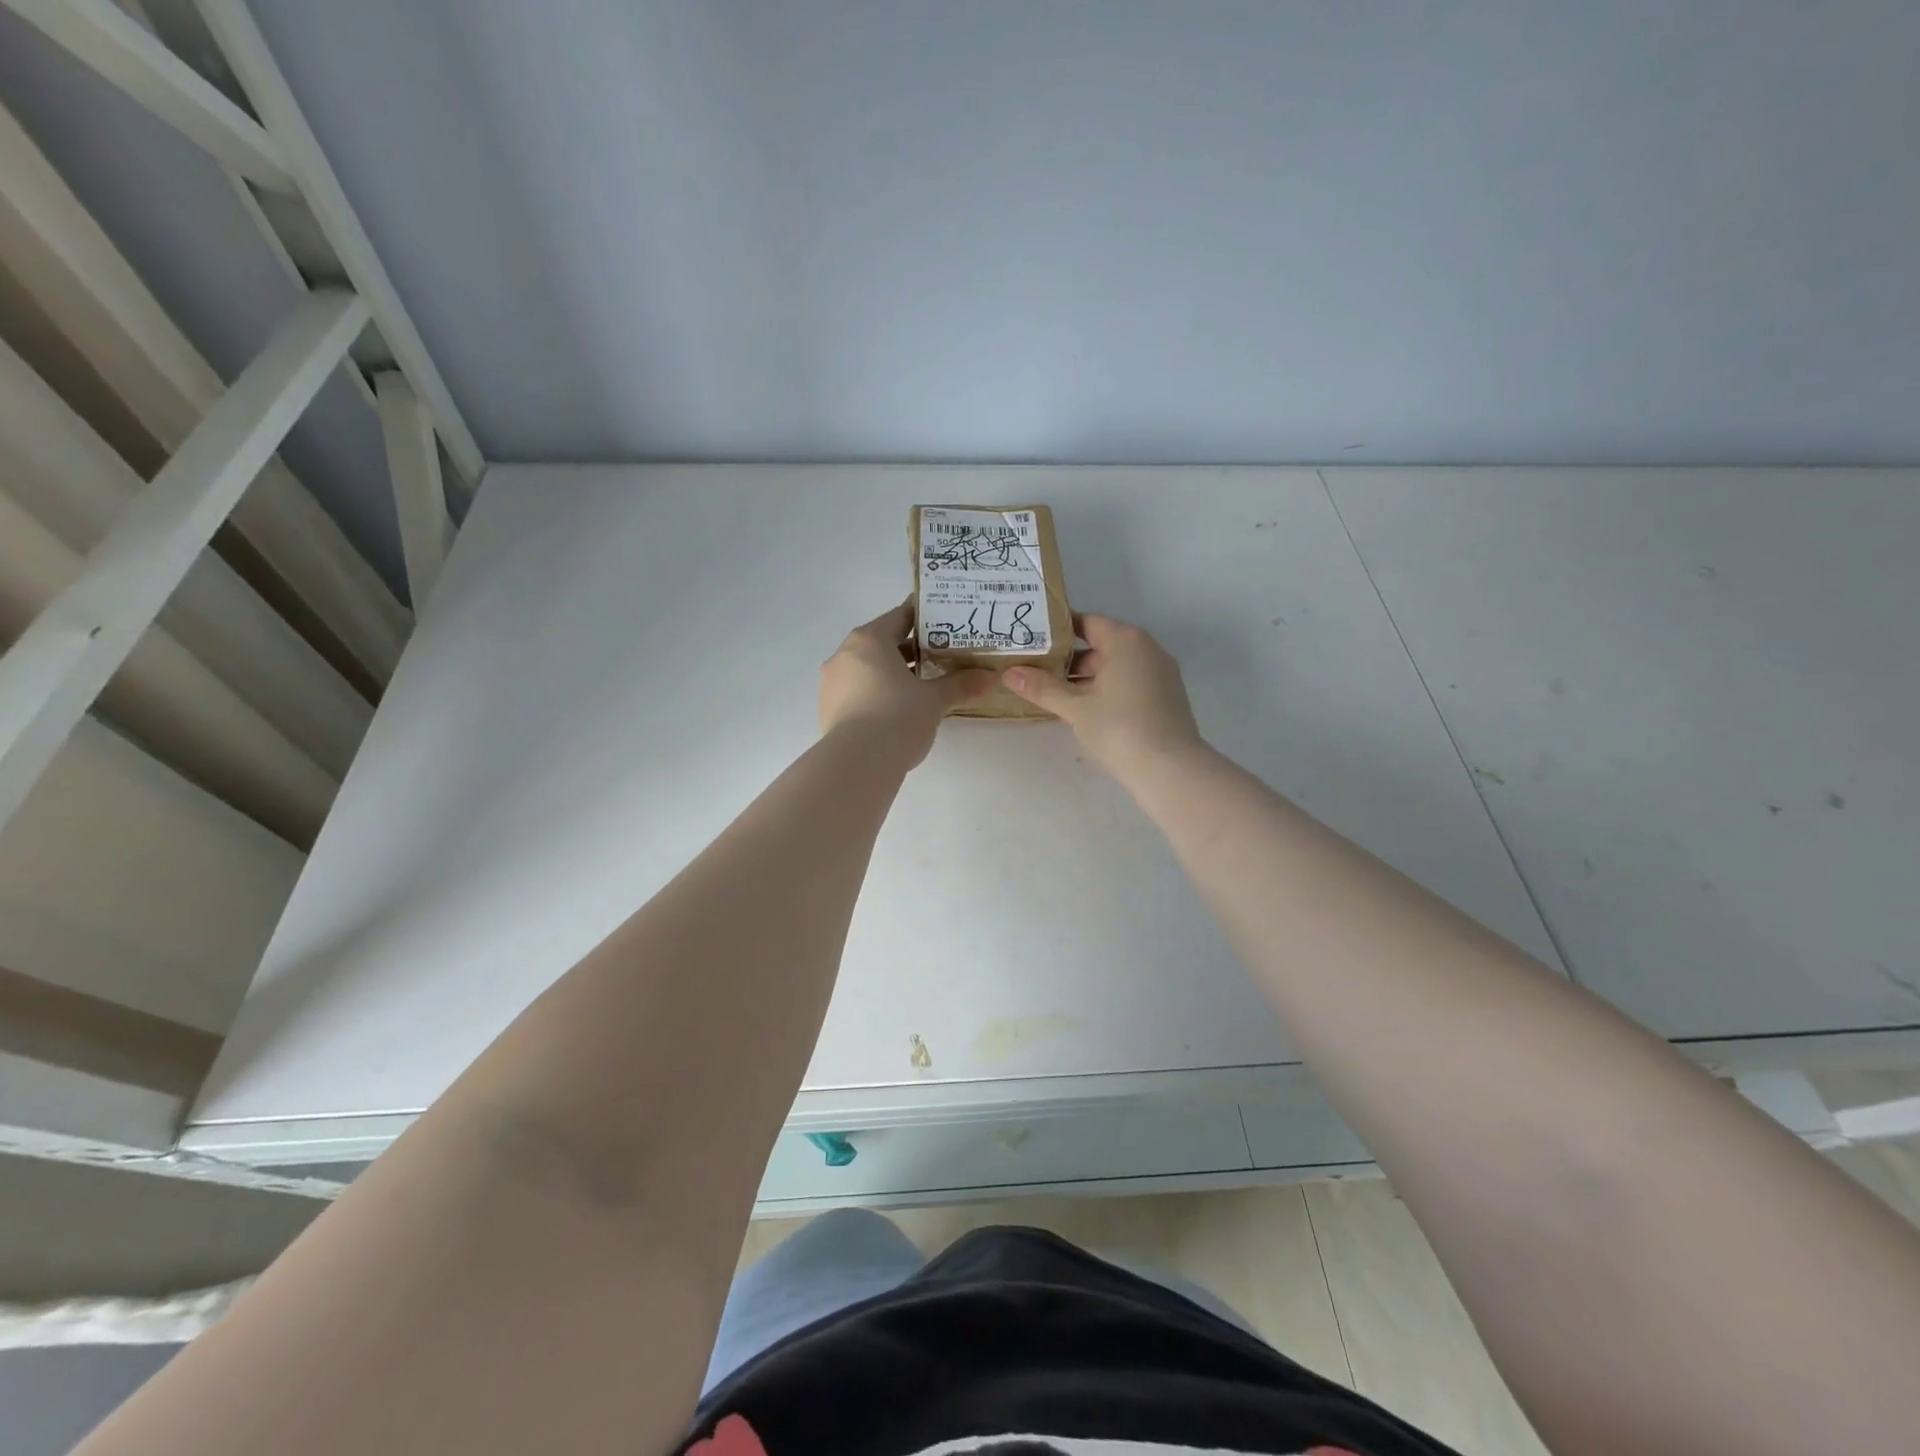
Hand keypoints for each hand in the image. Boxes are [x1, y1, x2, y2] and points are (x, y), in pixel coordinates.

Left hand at [819, 600, 992, 766]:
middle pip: (882, 643)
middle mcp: (844, 654)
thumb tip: (989, 677)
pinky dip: (876, 693)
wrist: (858, 762)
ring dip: (891, 673)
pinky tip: (896, 710)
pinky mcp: (828, 709)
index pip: (900, 616)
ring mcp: (832, 683)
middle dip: (910, 650)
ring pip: (867, 668)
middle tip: (939, 656)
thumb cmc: (898, 717)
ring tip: (920, 686)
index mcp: (869, 640)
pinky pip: (857, 691)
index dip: (925, 617)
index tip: (944, 621)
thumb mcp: (934, 700)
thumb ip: (960, 684)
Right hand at [1002, 613, 1205, 778]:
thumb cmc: (1120, 728)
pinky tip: (1086, 713)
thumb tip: (1009, 673)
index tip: (1032, 642)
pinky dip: (1107, 691)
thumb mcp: (1075, 708)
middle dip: (1069, 661)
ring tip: (1054, 696)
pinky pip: (1129, 684)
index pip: (1087, 623)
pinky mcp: (1166, 698)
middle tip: (1036, 674)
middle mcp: (1148, 649)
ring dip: (1087, 679)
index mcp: (1126, 640)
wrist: (1170, 769)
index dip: (1058, 631)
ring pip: (1115, 668)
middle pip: (1101, 646)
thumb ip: (1043, 688)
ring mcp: (1161, 674)